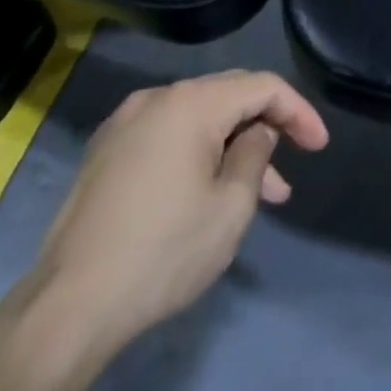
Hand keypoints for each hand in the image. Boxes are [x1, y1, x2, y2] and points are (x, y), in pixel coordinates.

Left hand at [31, 71, 330, 360]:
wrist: (70, 304)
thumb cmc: (164, 253)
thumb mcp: (231, 207)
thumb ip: (256, 155)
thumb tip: (259, 132)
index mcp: (189, 104)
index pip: (261, 86)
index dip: (298, 111)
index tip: (320, 148)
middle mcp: (155, 99)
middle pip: (228, 94)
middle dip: (267, 125)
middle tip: (294, 165)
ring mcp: (125, 123)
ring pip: (198, 117)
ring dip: (234, 145)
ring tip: (261, 193)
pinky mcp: (107, 151)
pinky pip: (169, 134)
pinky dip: (201, 151)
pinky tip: (212, 189)